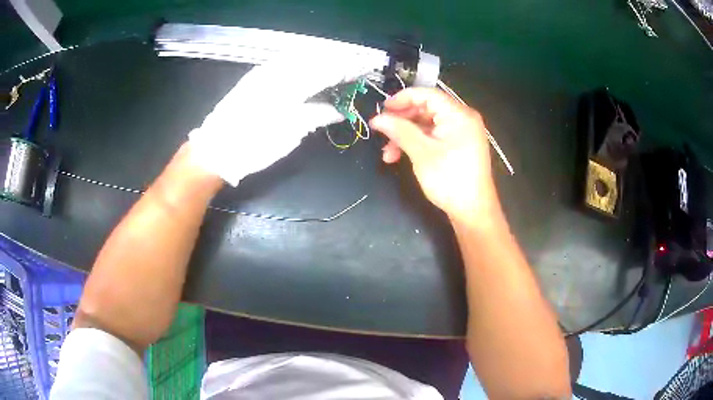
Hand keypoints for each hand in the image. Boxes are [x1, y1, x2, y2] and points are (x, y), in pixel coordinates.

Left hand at [189, 54, 382, 185]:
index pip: (328, 70)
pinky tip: (307, 60)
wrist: (215, 149)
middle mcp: (279, 72)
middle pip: (315, 58)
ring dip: (321, 55)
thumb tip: (338, 110)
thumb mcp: (290, 135)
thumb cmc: (254, 146)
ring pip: (299, 55)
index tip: (366, 66)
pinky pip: (283, 60)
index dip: (348, 67)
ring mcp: (264, 72)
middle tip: (356, 61)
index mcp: (292, 87)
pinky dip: (301, 58)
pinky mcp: (254, 77)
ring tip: (338, 58)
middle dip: (338, 58)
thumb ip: (316, 116)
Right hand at [370, 88, 498, 223]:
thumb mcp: (421, 153)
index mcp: (459, 114)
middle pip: (426, 109)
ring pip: (427, 125)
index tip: (382, 109)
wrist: (473, 212)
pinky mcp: (458, 146)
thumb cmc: (449, 179)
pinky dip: (417, 143)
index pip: (427, 95)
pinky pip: (434, 136)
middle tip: (382, 132)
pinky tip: (400, 156)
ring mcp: (462, 133)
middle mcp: (463, 119)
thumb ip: (399, 130)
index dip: (403, 98)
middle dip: (402, 122)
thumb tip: (377, 118)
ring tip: (387, 153)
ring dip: (406, 136)